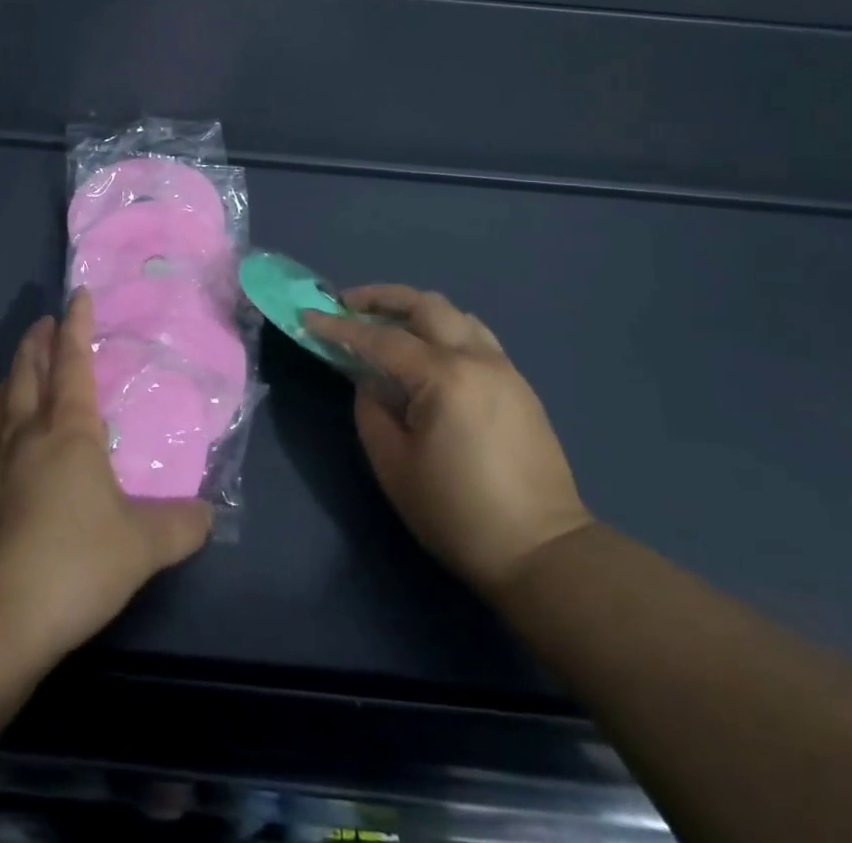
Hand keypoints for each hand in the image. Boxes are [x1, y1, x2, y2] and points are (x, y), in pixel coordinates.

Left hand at [0, 289, 212, 660]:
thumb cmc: (74, 561)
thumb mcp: (142, 545)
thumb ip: (179, 525)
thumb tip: (207, 514)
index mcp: (67, 429)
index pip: (72, 362)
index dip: (77, 326)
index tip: (78, 295)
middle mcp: (25, 432)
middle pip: (28, 371)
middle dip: (37, 341)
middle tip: (44, 322)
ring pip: (1, 399)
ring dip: (13, 372)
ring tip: (20, 365)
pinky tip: (0, 433)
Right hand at [304, 285, 592, 594]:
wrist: (543, 553)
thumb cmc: (458, 514)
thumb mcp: (394, 466)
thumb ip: (371, 411)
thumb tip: (370, 381)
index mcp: (444, 377)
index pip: (381, 339)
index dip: (340, 327)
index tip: (308, 315)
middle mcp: (477, 359)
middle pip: (425, 305)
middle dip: (381, 297)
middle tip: (348, 304)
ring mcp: (504, 368)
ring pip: (455, 314)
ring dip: (416, 309)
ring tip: (387, 322)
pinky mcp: (519, 384)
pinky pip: (475, 336)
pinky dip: (443, 329)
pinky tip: (427, 350)